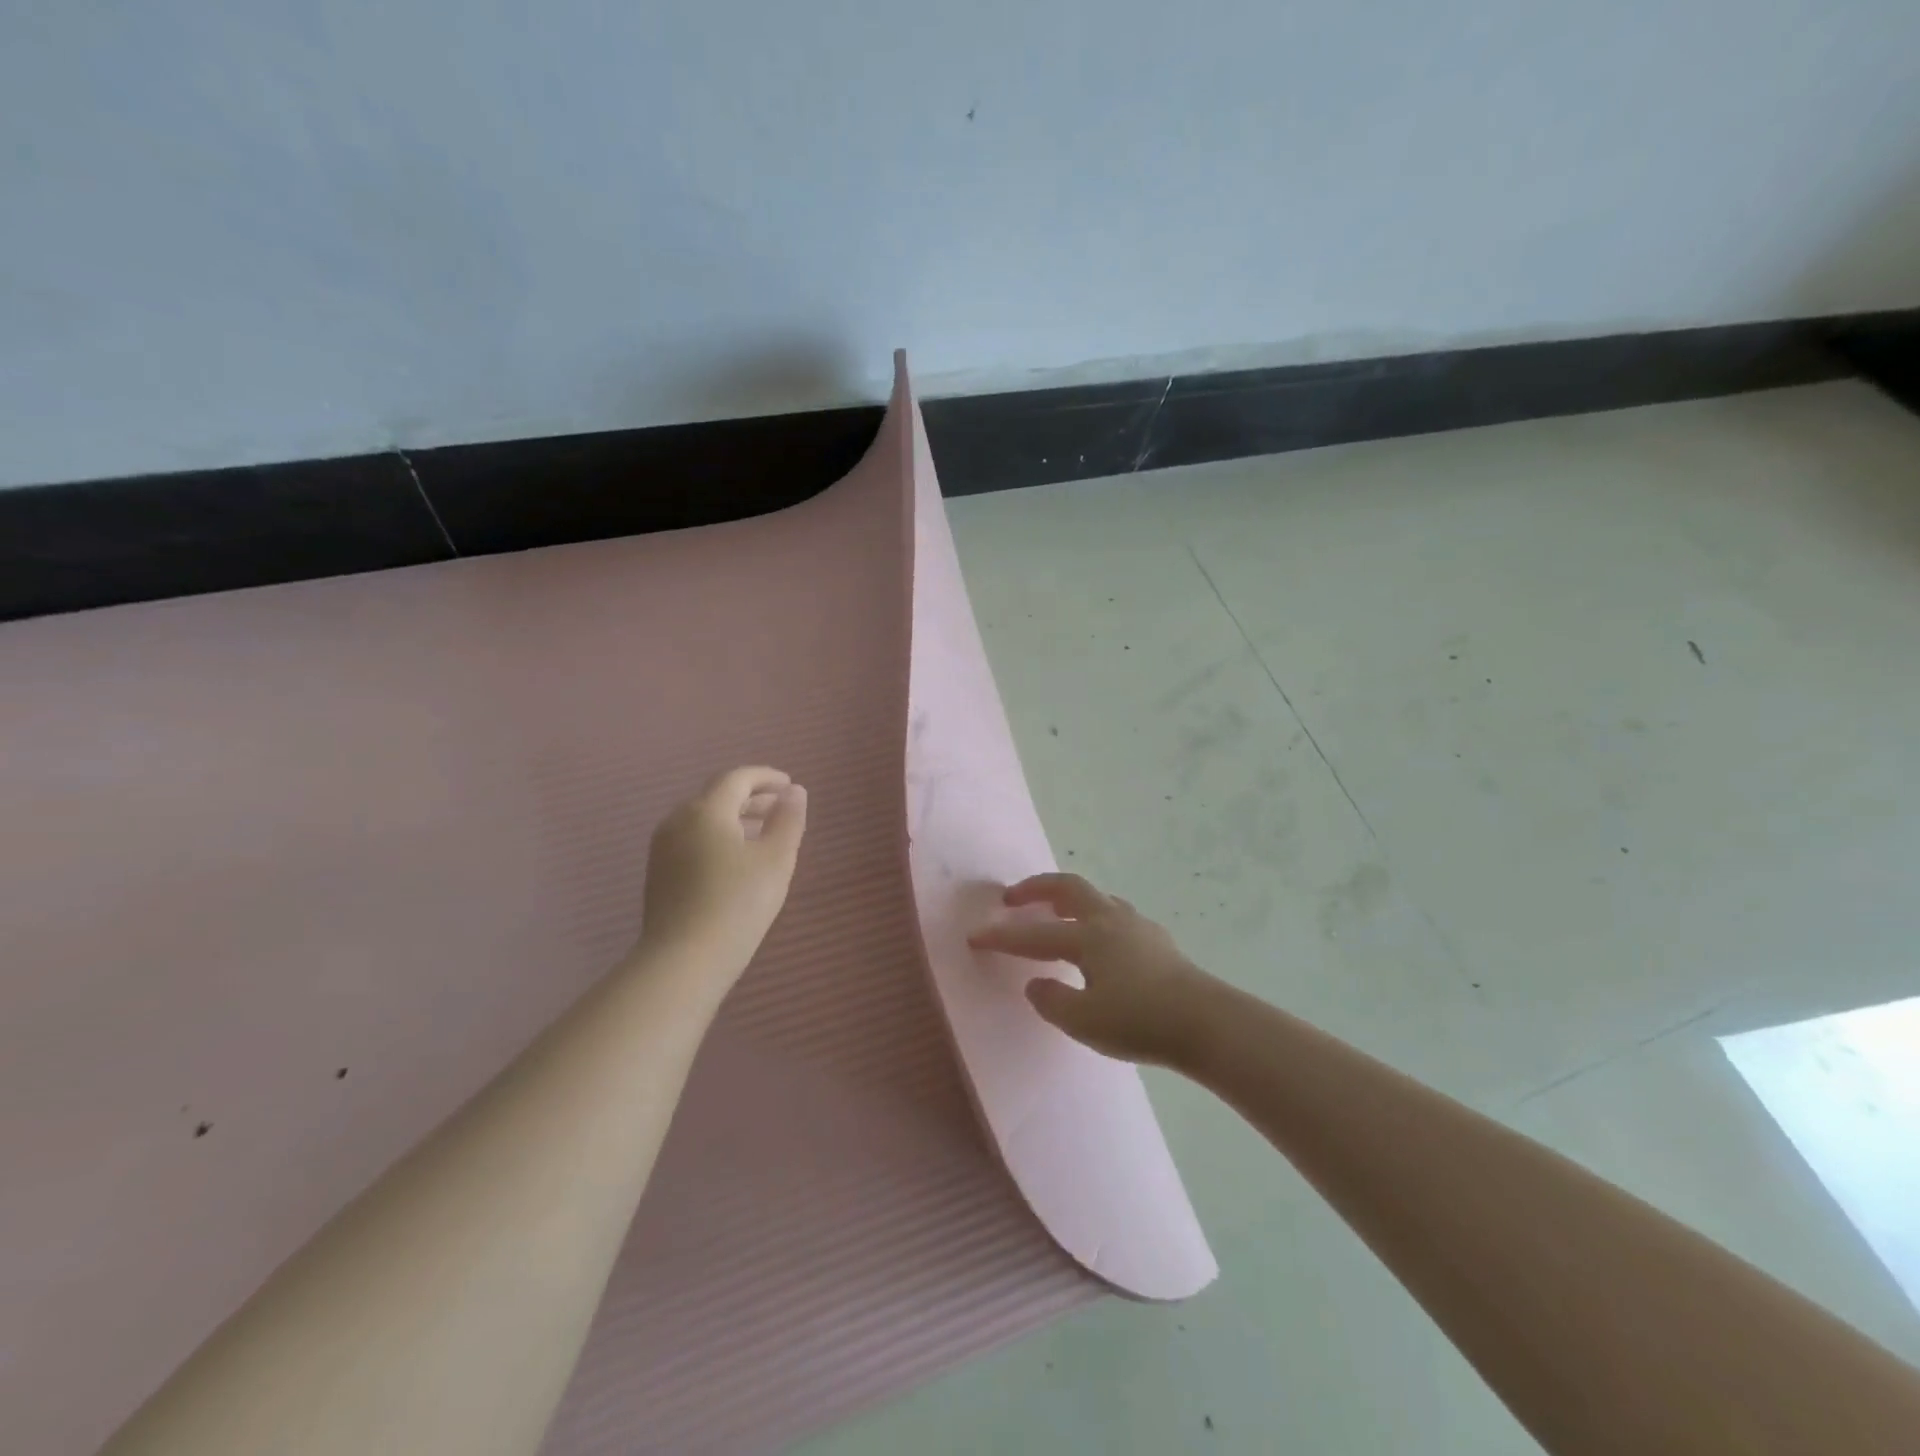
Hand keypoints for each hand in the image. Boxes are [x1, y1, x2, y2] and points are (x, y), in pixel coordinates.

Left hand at [638, 766, 807, 978]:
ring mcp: (663, 848)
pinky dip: (718, 837)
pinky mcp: (658, 874)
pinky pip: (692, 840)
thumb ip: (788, 820)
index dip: (765, 777)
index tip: (789, 785)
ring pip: (702, 819)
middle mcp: (678, 820)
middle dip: (751, 798)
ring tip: (762, 834)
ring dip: (734, 818)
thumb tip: (794, 792)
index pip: (737, 778)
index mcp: (706, 810)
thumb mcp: (776, 859)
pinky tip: (735, 861)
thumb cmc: (737, 904)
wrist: (683, 961)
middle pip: (717, 796)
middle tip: (780, 808)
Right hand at [967, 873, 1211, 1066]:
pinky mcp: (1158, 941)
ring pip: (1095, 898)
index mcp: (1088, 937)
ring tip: (1055, 916)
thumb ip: (1052, 1000)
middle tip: (1012, 898)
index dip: (1002, 936)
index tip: (975, 937)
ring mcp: (1137, 926)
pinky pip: (1115, 916)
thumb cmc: (1140, 1021)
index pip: (1034, 935)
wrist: (1207, 1023)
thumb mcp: (1084, 1021)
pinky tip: (1099, 942)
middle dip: (1035, 888)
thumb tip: (1036, 984)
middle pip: (1067, 888)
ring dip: (1067, 900)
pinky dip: (1094, 918)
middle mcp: (1110, 921)